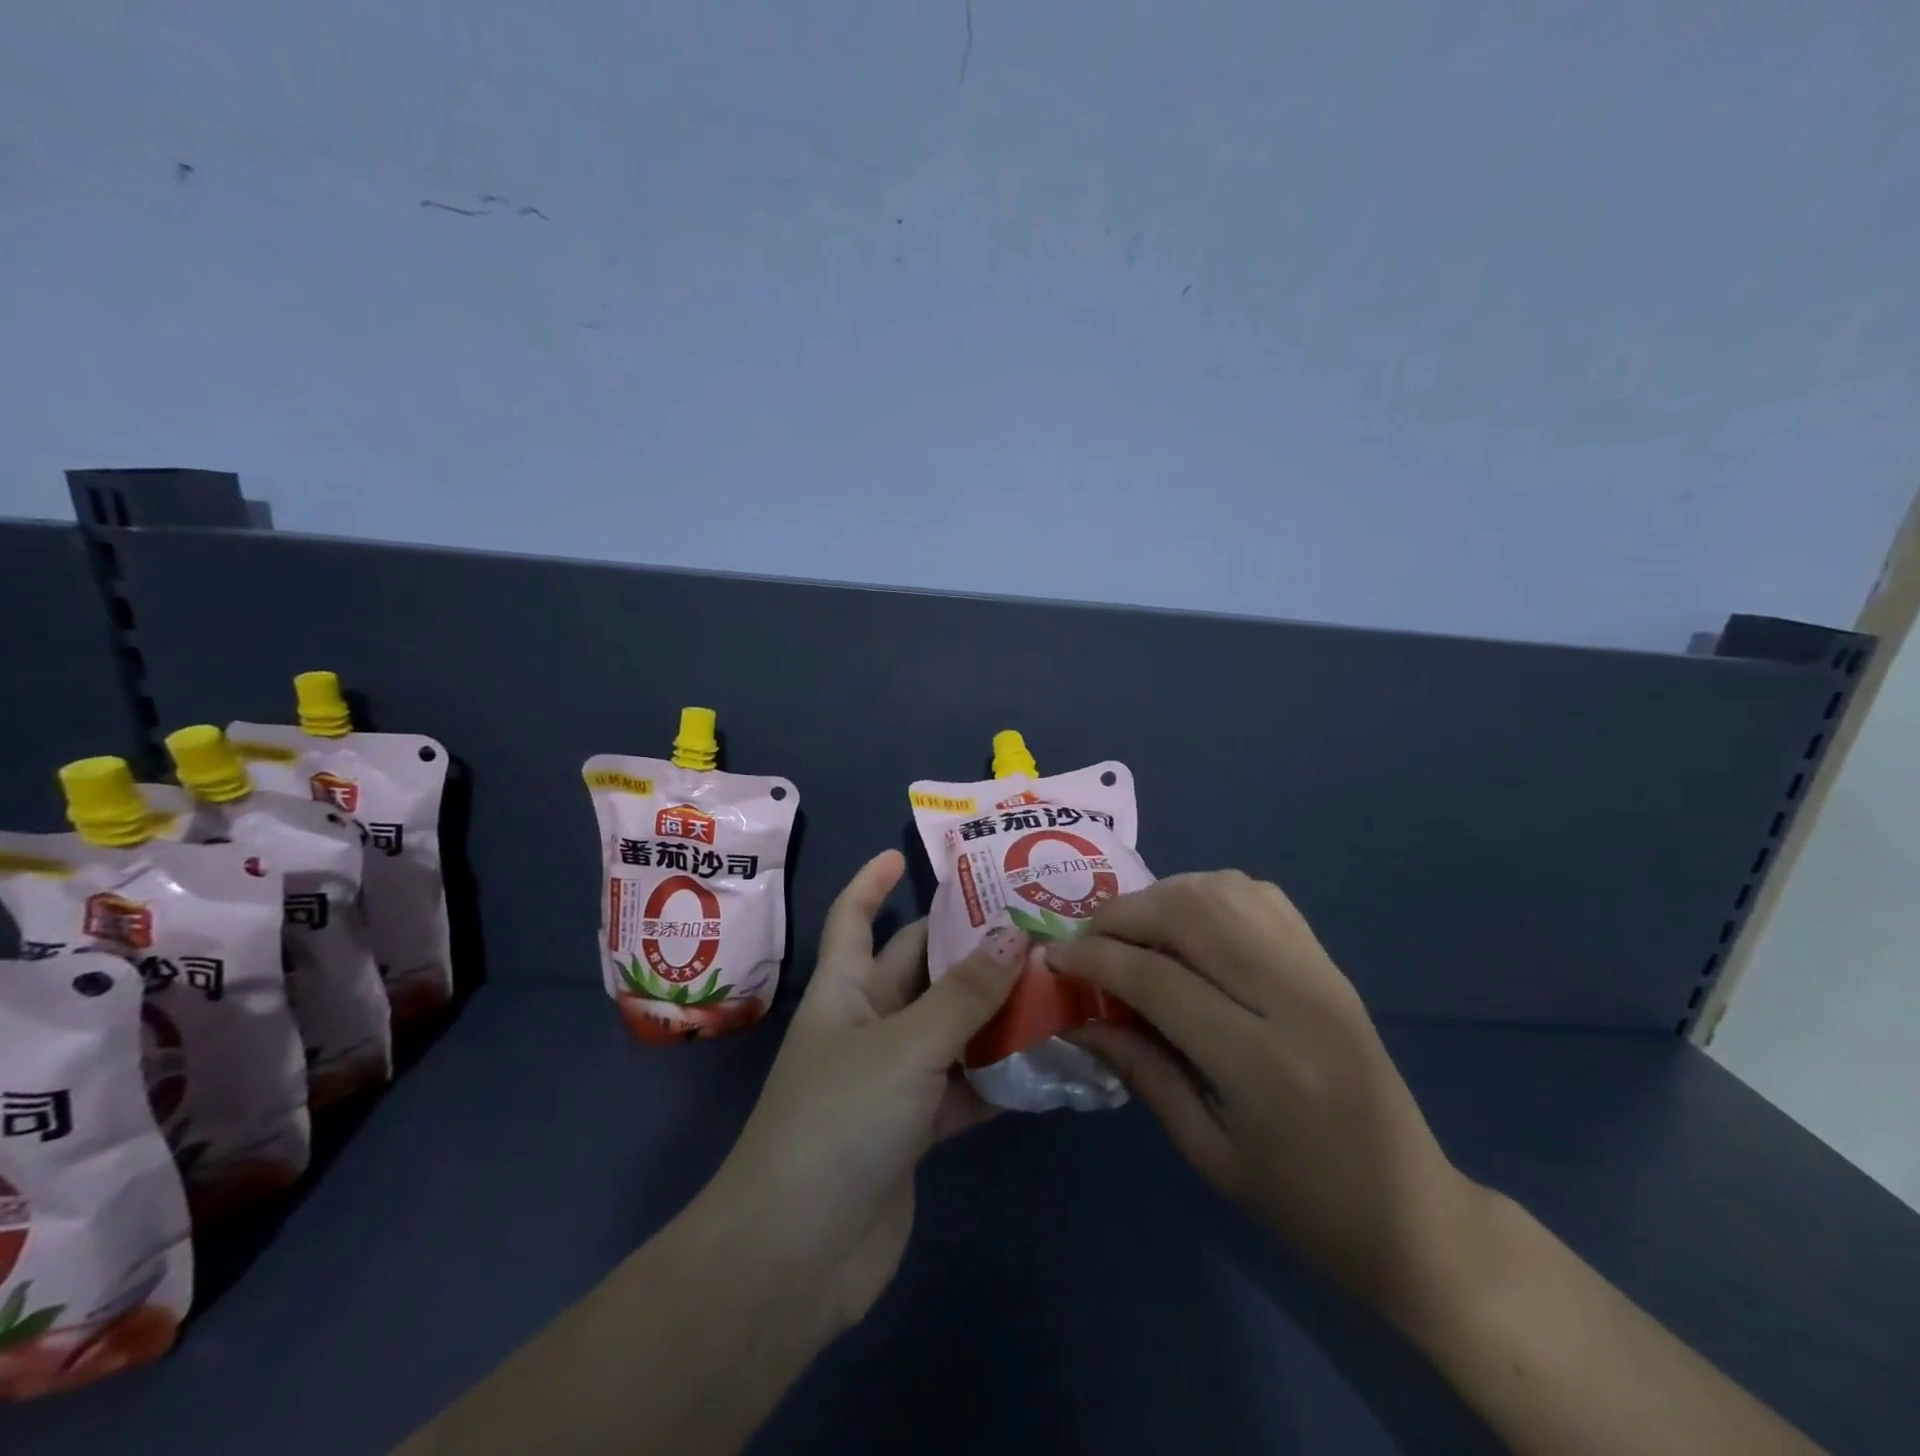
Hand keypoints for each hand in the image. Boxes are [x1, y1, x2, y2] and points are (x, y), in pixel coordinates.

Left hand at [698, 849, 1025, 1331]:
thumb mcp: (906, 1045)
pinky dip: (999, 1074)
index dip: (871, 882)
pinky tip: (1049, 1058)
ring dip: (993, 1009)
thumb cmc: (838, 1121)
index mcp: (845, 989)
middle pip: (918, 967)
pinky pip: (964, 1084)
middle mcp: (867, 1023)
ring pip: (950, 1025)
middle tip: (1029, 918)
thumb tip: (1015, 936)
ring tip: (1055, 980)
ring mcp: (892, 1078)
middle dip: (964, 943)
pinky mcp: (916, 1128)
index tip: (903, 853)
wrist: (798, 1255)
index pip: (852, 918)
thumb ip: (964, 994)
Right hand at [1046, 871, 1476, 1324]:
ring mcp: (1317, 970)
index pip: (1158, 978)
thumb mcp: (1207, 1152)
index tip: (1054, 958)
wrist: (1412, 1210)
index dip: (1094, 959)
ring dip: (1163, 896)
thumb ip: (1141, 1071)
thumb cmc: (1302, 1201)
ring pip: (1224, 891)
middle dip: (1123, 915)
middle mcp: (1293, 997)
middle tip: (1087, 940)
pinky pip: (1260, 896)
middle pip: (1191, 913)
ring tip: (1131, 929)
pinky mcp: (1328, 961)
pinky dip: (1209, 893)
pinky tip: (1187, 922)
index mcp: (1260, 1062)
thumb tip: (1079, 1017)